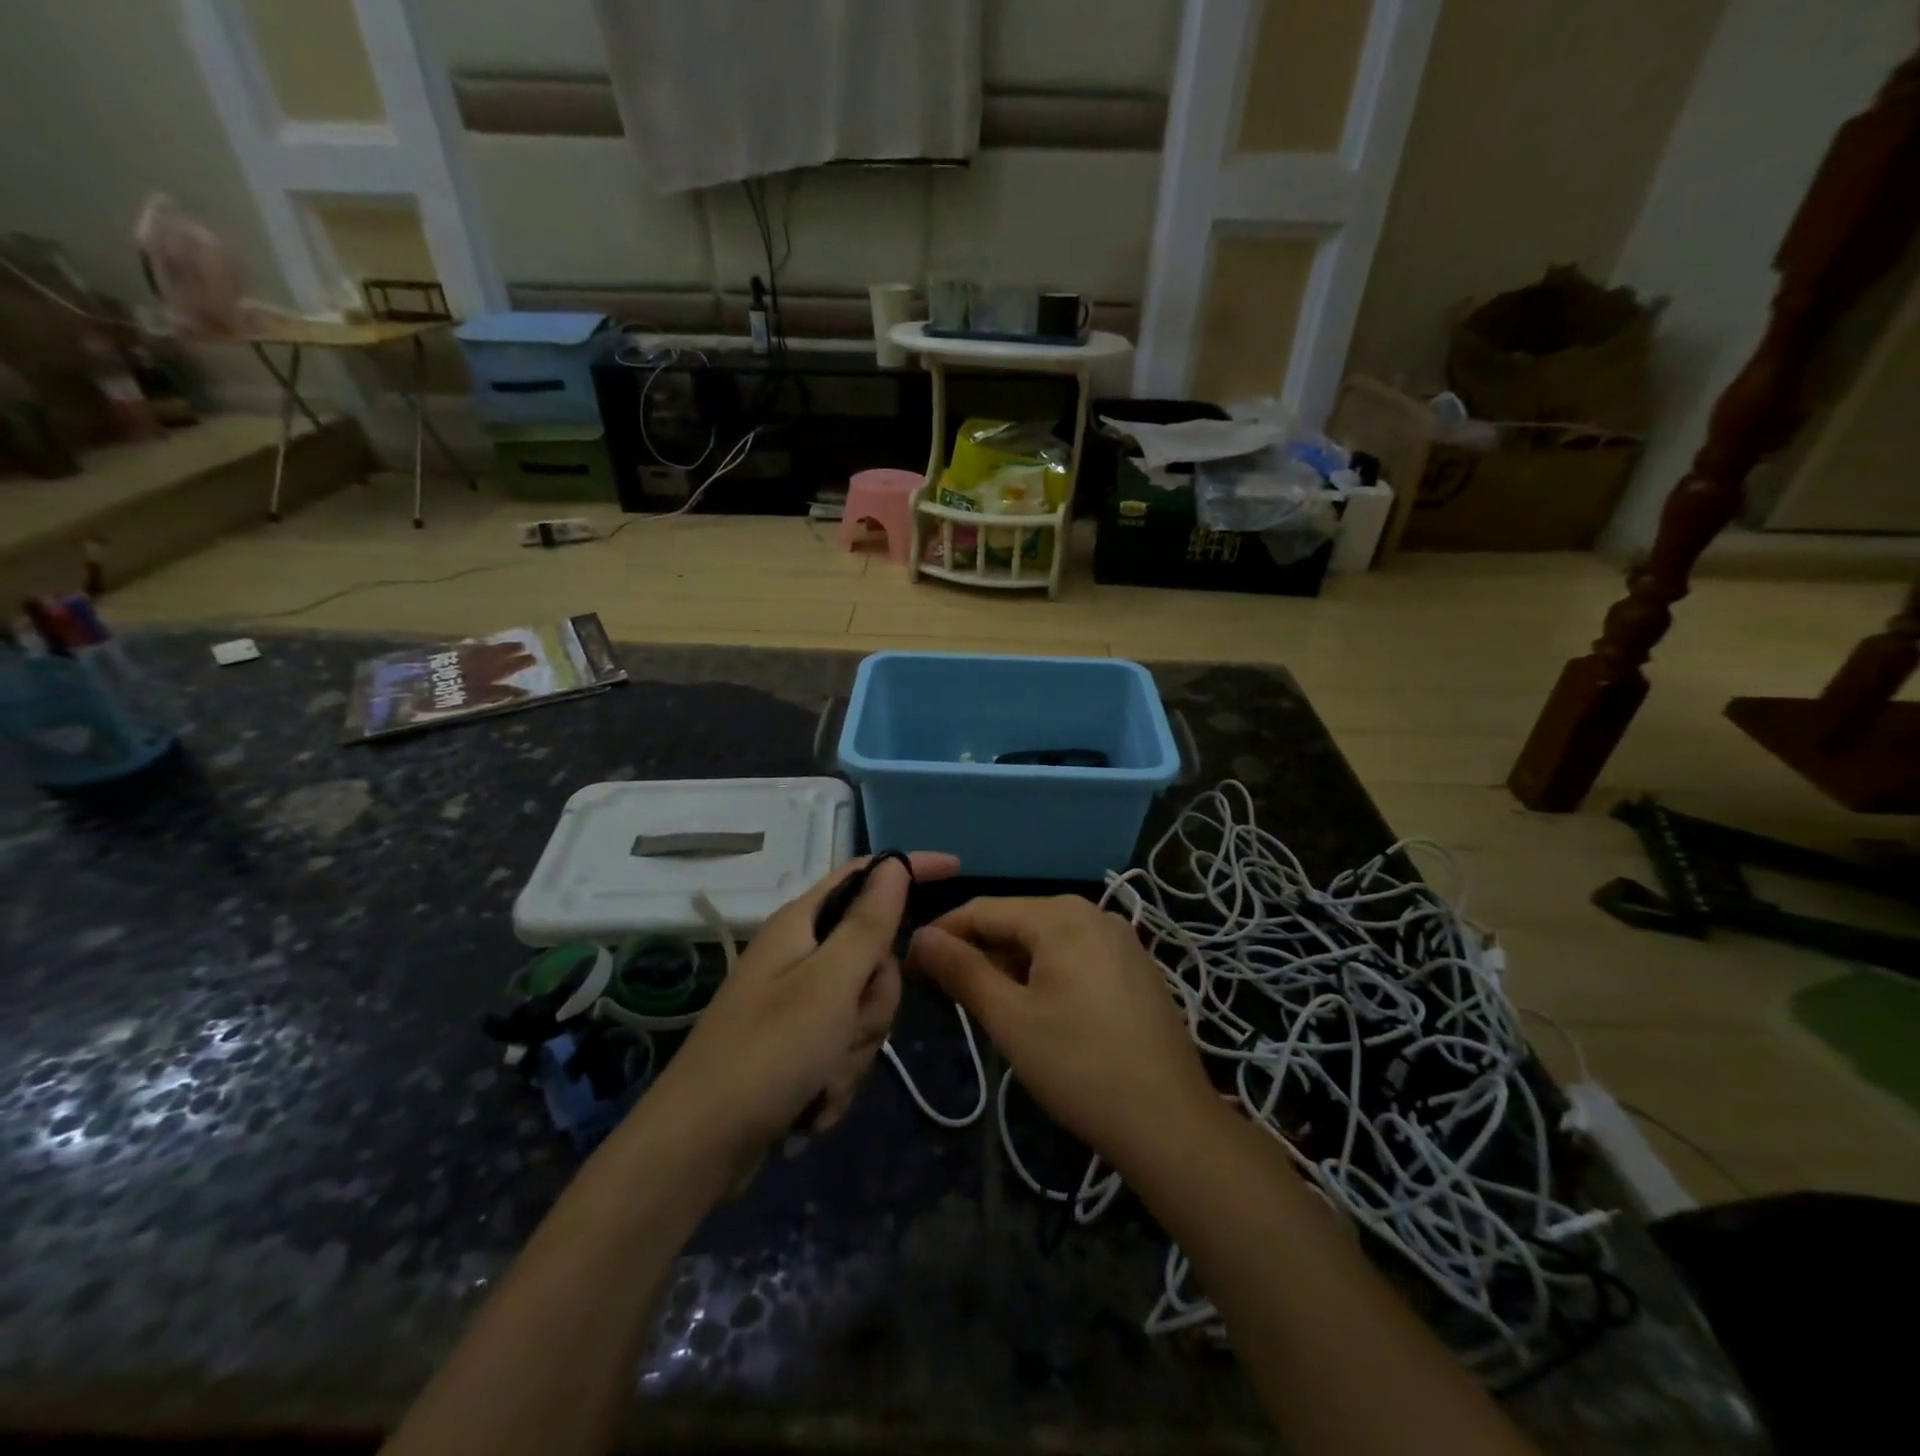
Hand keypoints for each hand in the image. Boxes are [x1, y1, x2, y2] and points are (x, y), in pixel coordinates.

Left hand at [640, 852, 959, 1180]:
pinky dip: (838, 1074)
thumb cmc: (767, 1053)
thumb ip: (868, 923)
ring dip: (855, 1047)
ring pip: (864, 1007)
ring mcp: (798, 1002)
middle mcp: (800, 955)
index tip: (957, 868)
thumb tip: (895, 864)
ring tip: (822, 1076)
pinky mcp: (798, 1044)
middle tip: (848, 1027)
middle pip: (874, 955)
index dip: (911, 868)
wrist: (699, 1148)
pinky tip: (812, 1100)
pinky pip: (845, 1045)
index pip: (867, 875)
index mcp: (802, 924)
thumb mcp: (830, 983)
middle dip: (874, 1000)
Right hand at [908, 896, 1218, 1174]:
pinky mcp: (1134, 967)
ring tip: (987, 1006)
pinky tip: (1036, 1010)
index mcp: (1061, 915)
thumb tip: (921, 937)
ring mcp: (1120, 939)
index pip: (983, 910)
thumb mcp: (1010, 1018)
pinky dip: (1045, 974)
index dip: (943, 934)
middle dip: (978, 953)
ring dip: (1010, 966)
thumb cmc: (1079, 1066)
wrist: (1169, 1123)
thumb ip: (962, 970)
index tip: (912, 963)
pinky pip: (1075, 956)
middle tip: (946, 994)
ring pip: (1046, 941)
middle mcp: (1093, 913)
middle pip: (1017, 922)